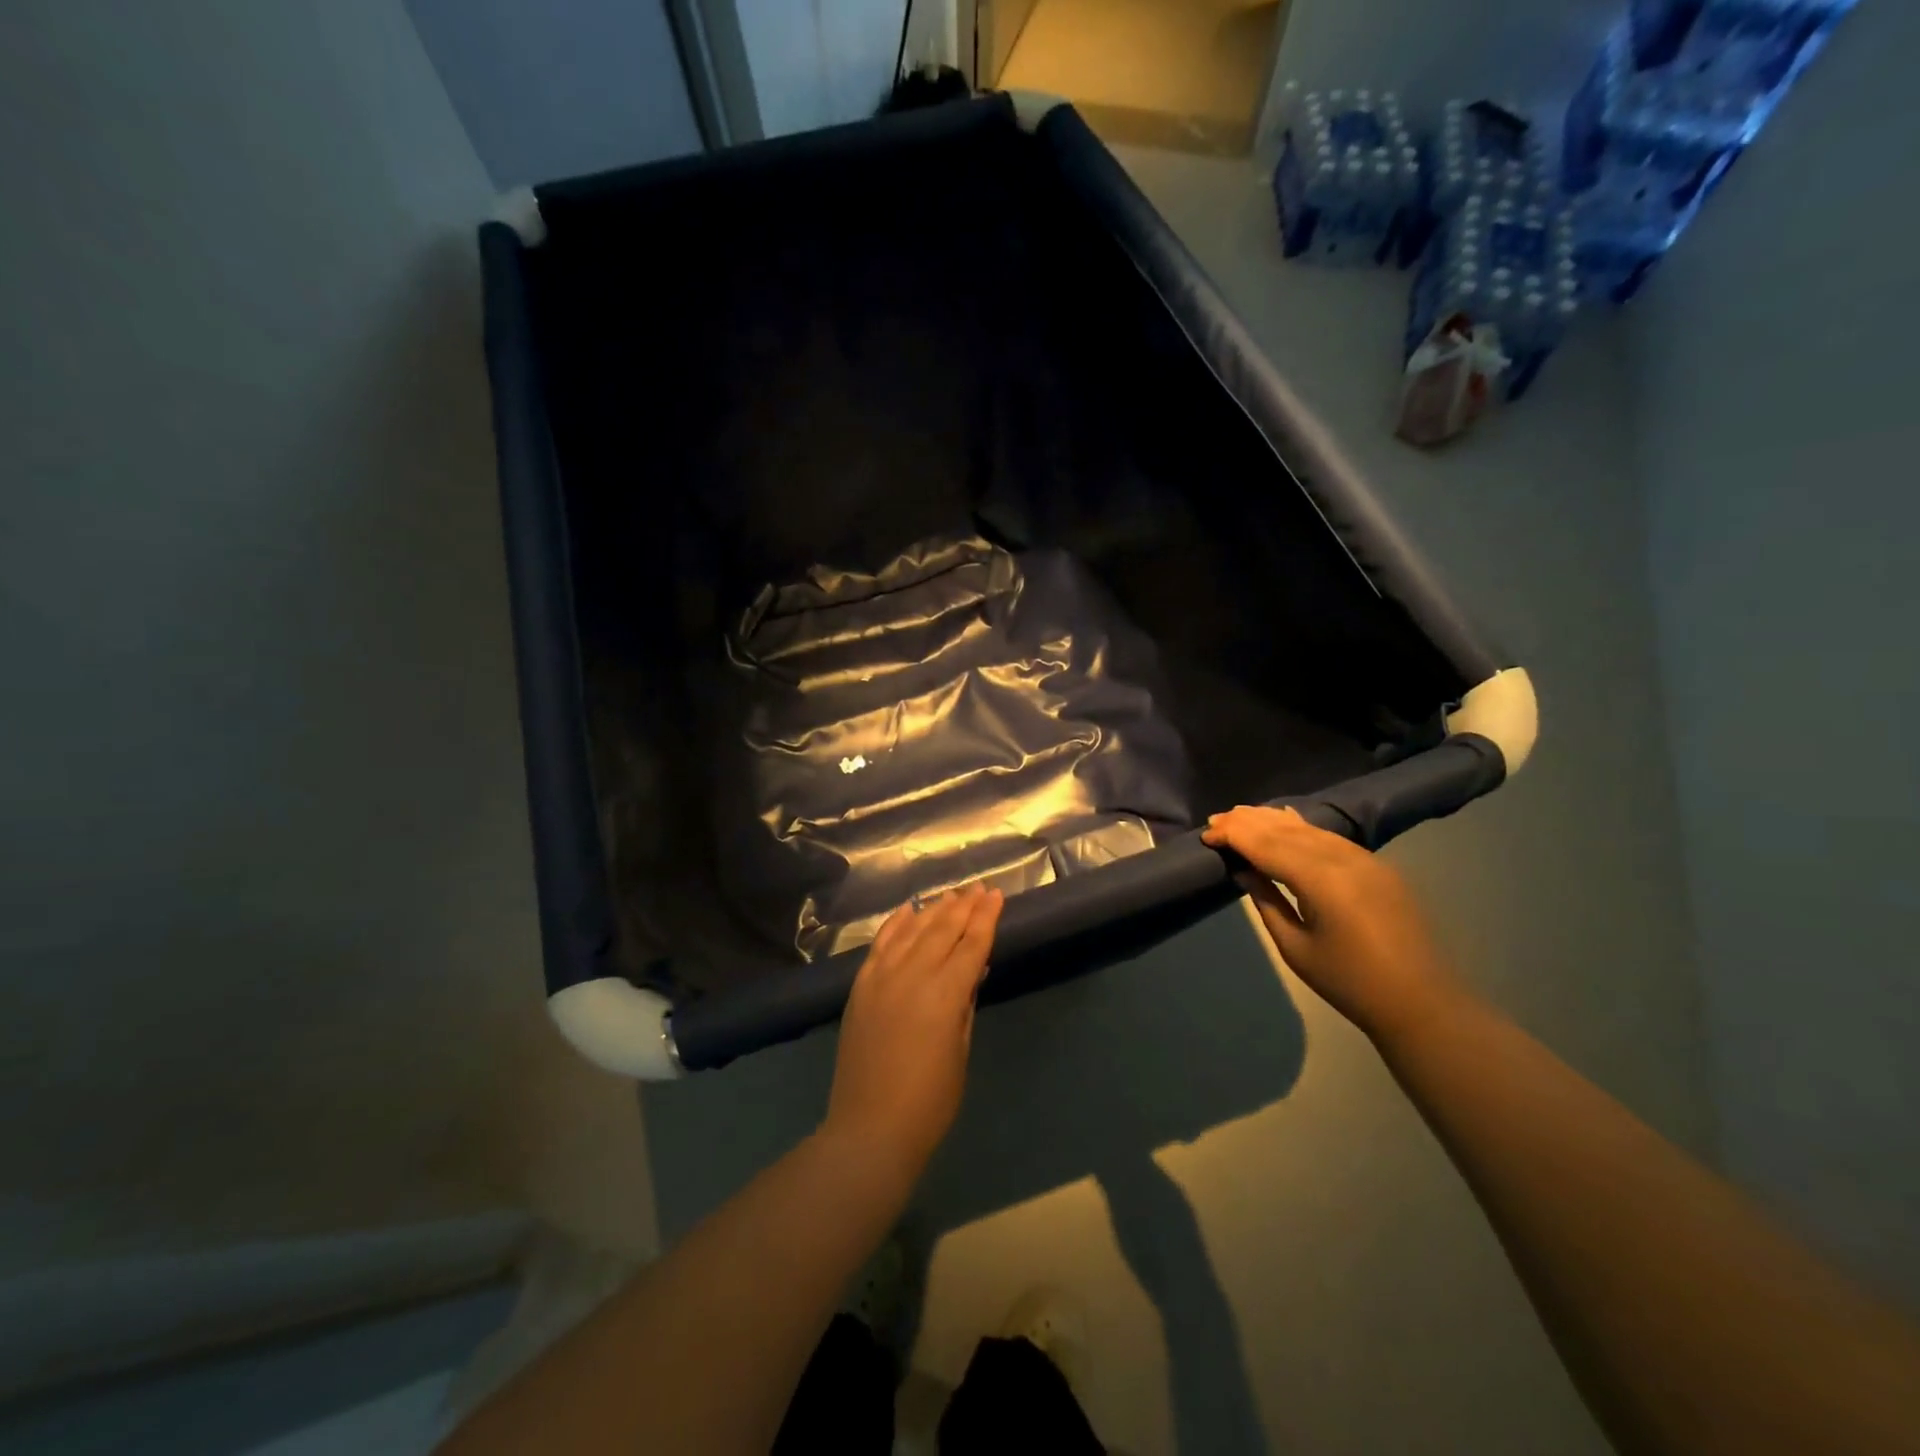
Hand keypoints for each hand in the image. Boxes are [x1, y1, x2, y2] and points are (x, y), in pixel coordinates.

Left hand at [822, 884, 1003, 1175]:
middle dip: (965, 906)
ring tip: (951, 895)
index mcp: (945, 994)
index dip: (987, 918)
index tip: (997, 895)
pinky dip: (895, 924)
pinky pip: (880, 944)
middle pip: (943, 929)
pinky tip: (907, 911)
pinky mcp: (861, 986)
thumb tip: (970, 971)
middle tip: (980, 888)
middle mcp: (913, 975)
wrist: (870, 1127)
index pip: (972, 944)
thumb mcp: (960, 1050)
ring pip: (912, 930)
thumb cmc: (929, 1100)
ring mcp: (882, 977)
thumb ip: (964, 1004)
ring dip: (933, 910)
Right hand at [1201, 806, 1463, 1042]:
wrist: (1422, 1002)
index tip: (1207, 835)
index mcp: (1320, 880)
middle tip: (1216, 818)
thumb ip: (1266, 902)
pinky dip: (1302, 827)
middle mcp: (1342, 858)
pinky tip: (1287, 819)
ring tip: (1242, 814)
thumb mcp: (1295, 947)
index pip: (1266, 845)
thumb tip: (1243, 871)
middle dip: (1249, 821)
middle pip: (1286, 829)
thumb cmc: (1349, 983)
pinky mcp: (1376, 866)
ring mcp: (1364, 858)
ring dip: (1273, 820)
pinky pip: (1330, 836)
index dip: (1234, 836)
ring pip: (1309, 828)